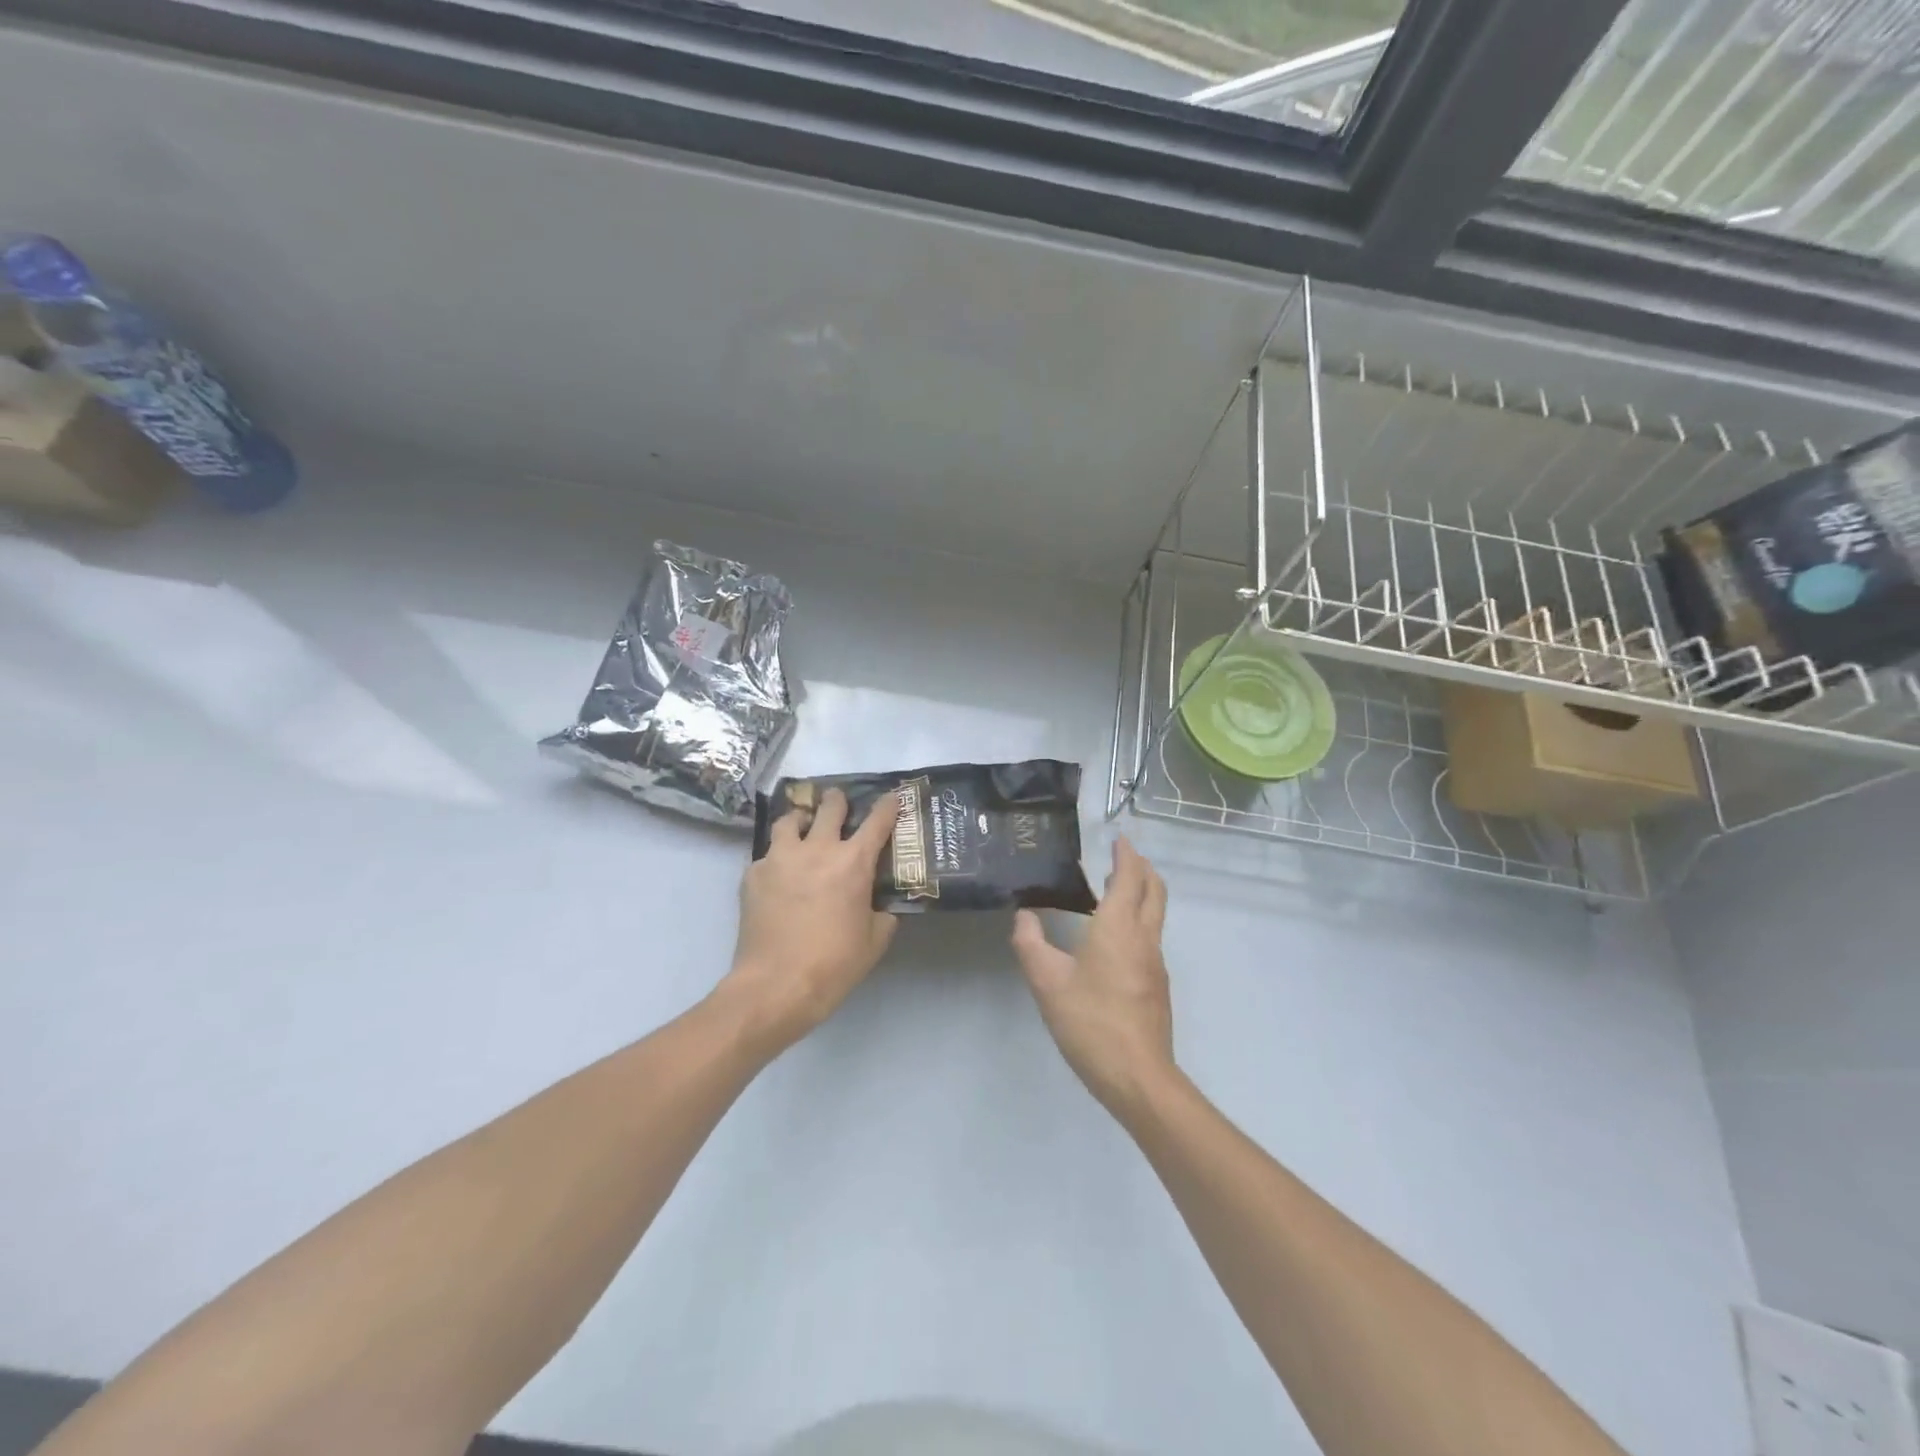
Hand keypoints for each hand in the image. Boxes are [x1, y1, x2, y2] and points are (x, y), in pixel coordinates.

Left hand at [721, 787, 899, 1054]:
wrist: (776, 984)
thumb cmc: (833, 964)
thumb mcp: (874, 940)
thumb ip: (882, 914)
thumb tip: (881, 905)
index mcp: (853, 862)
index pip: (878, 820)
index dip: (888, 805)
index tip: (892, 797)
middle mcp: (817, 849)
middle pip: (829, 807)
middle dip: (837, 801)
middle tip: (839, 804)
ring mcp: (780, 858)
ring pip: (790, 820)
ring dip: (801, 821)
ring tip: (802, 831)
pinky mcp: (753, 874)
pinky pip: (767, 854)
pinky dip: (777, 858)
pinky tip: (779, 876)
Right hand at [1012, 837, 1174, 1118]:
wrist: (1138, 1077)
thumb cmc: (1091, 1022)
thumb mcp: (1047, 982)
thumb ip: (1031, 944)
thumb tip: (1024, 915)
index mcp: (1120, 927)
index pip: (1130, 877)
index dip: (1126, 855)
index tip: (1118, 838)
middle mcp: (1145, 938)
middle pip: (1154, 890)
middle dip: (1141, 868)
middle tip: (1121, 856)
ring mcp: (1156, 963)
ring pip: (1156, 914)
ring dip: (1141, 893)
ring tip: (1114, 890)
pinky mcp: (1157, 985)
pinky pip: (1150, 936)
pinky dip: (1138, 919)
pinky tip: (1114, 936)